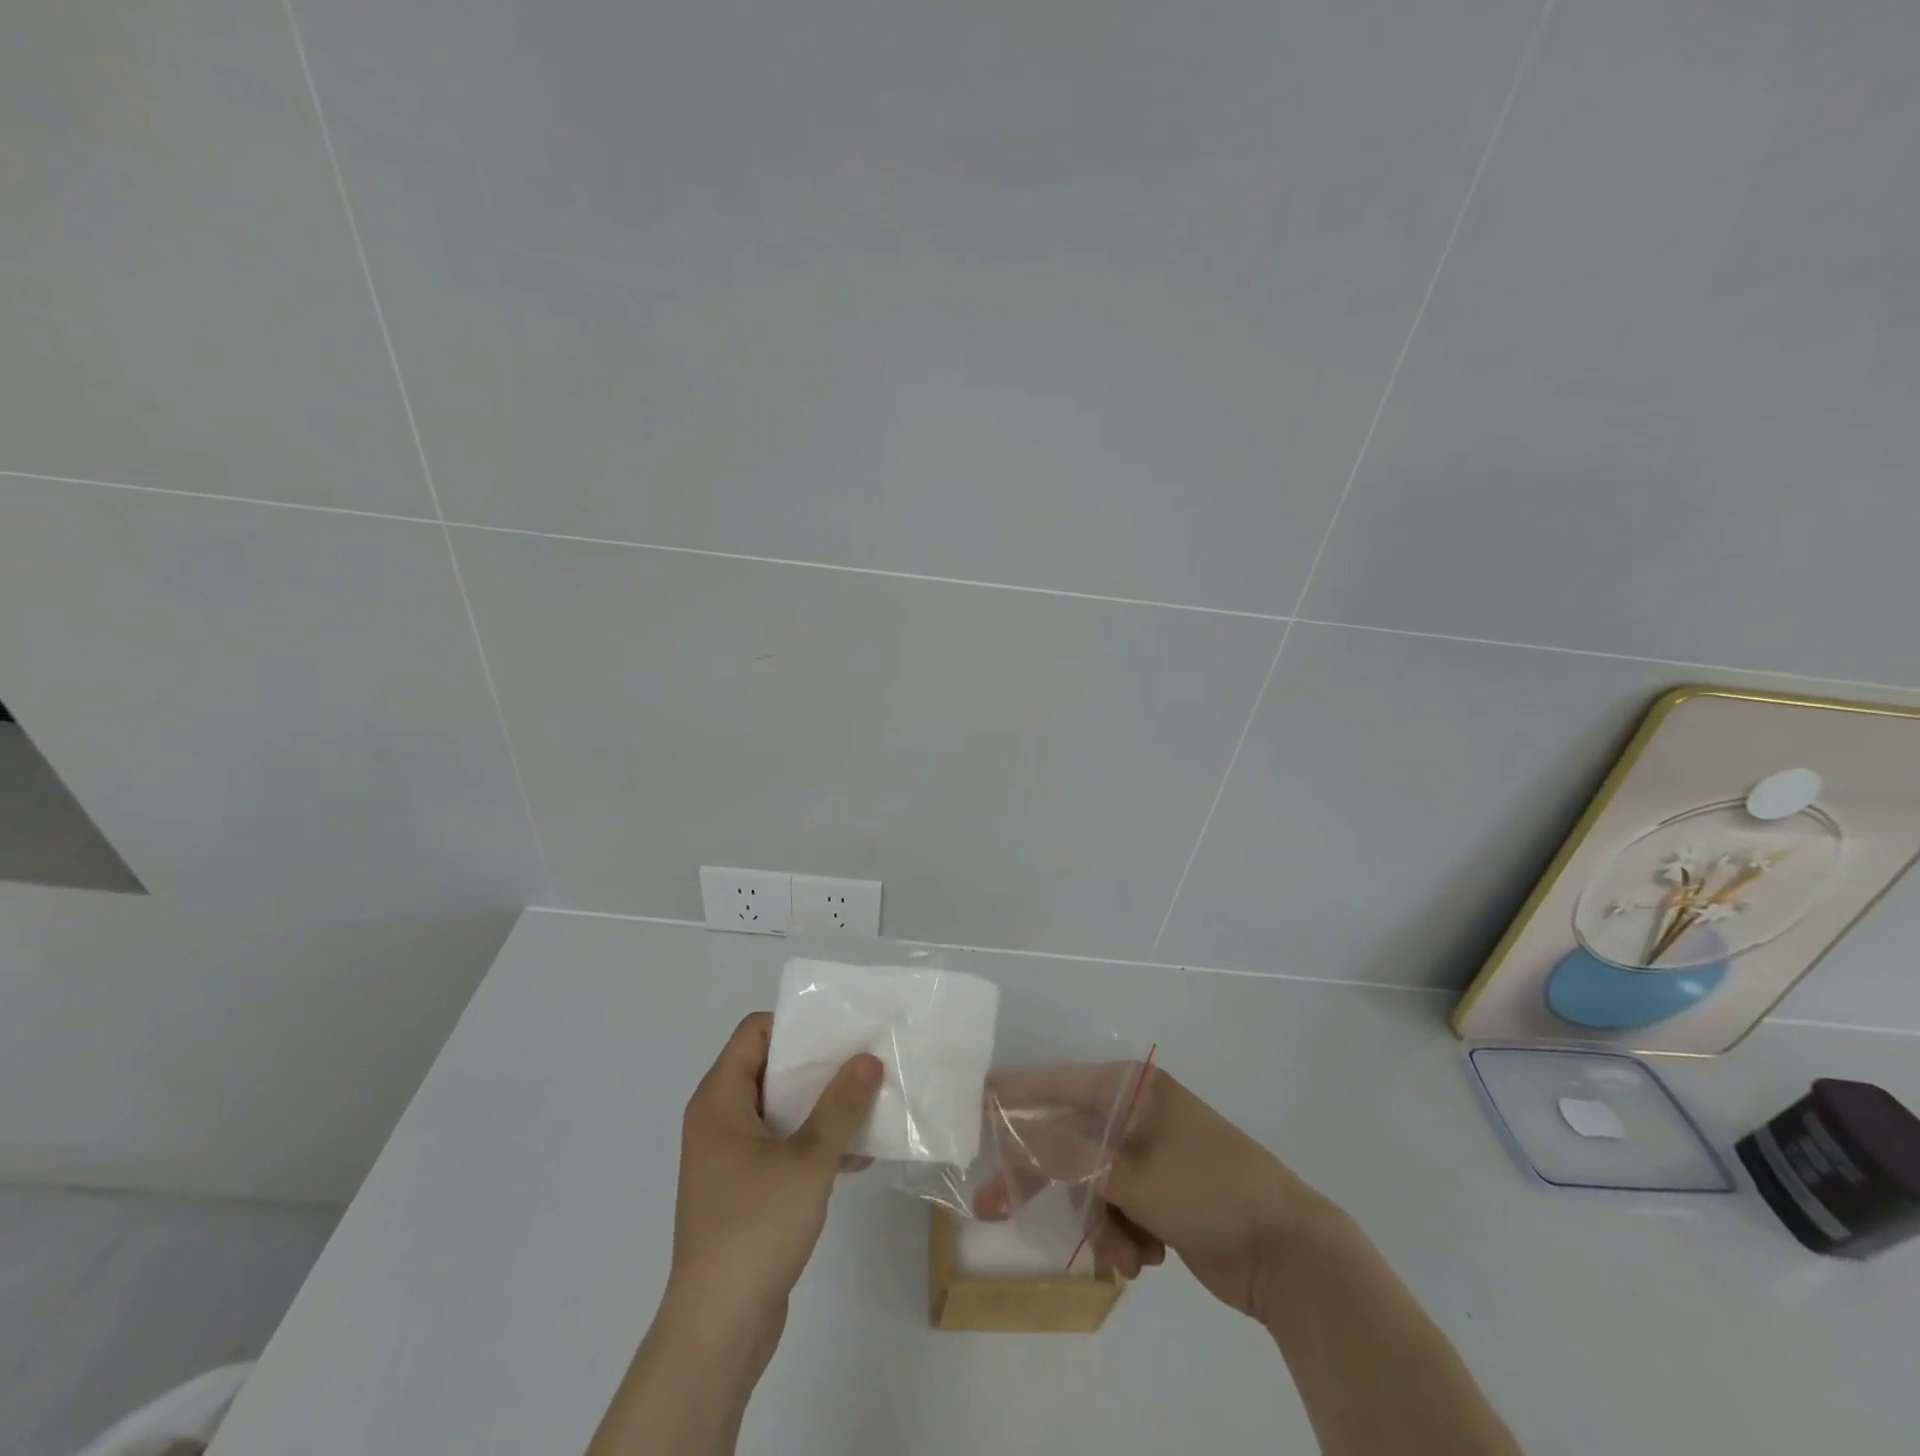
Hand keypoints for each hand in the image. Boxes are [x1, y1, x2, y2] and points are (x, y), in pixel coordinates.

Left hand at [667, 1013, 881, 1339]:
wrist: (718, 1330)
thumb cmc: (754, 1229)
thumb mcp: (807, 1161)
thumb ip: (840, 1107)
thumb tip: (868, 1058)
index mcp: (720, 1100)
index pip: (755, 1032)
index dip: (796, 1024)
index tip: (841, 1028)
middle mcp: (719, 1119)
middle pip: (770, 1067)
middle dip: (818, 1063)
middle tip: (864, 1057)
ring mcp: (730, 1156)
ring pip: (780, 1108)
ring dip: (821, 1105)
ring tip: (870, 1100)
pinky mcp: (745, 1188)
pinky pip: (782, 1145)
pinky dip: (813, 1142)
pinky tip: (857, 1155)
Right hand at [977, 1064, 1320, 1317]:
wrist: (1287, 1253)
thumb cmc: (1206, 1190)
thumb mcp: (1131, 1171)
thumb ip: (1068, 1155)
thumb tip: (1016, 1135)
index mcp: (1132, 1090)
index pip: (1059, 1083)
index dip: (1015, 1093)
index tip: (974, 1101)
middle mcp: (1136, 1115)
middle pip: (1068, 1140)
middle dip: (1044, 1180)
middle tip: (995, 1207)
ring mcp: (1149, 1156)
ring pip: (1090, 1184)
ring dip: (1098, 1223)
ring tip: (1124, 1254)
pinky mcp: (1161, 1196)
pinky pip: (1116, 1210)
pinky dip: (1122, 1237)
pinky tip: (1146, 1258)